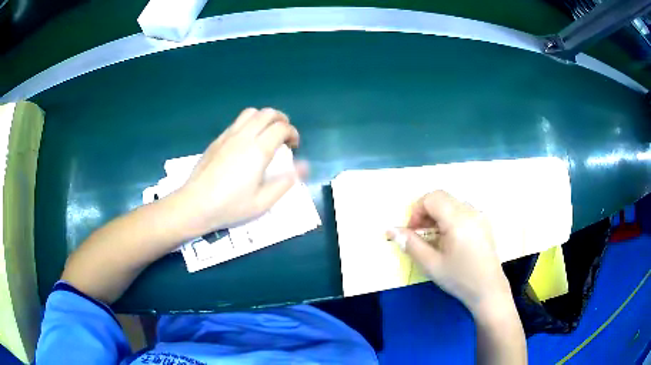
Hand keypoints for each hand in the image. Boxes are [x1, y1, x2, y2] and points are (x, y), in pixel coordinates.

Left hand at [175, 108, 303, 237]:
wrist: (196, 204)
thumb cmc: (231, 206)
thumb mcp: (263, 201)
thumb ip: (285, 181)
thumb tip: (304, 166)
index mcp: (258, 150)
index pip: (281, 127)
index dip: (293, 133)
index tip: (294, 146)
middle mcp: (244, 136)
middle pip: (268, 113)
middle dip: (282, 120)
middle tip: (284, 136)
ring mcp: (228, 135)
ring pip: (251, 112)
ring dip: (264, 118)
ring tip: (267, 134)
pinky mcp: (218, 139)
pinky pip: (237, 121)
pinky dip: (249, 123)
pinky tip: (247, 141)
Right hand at [387, 190, 511, 314]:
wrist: (488, 290)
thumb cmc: (459, 278)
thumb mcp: (431, 264)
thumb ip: (410, 244)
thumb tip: (390, 229)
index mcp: (458, 219)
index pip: (431, 198)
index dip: (416, 211)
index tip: (412, 231)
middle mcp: (470, 211)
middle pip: (441, 197)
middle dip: (426, 211)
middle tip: (420, 234)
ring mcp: (479, 215)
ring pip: (452, 203)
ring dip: (438, 214)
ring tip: (434, 237)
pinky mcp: (484, 222)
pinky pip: (463, 210)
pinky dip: (450, 217)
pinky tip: (450, 239)